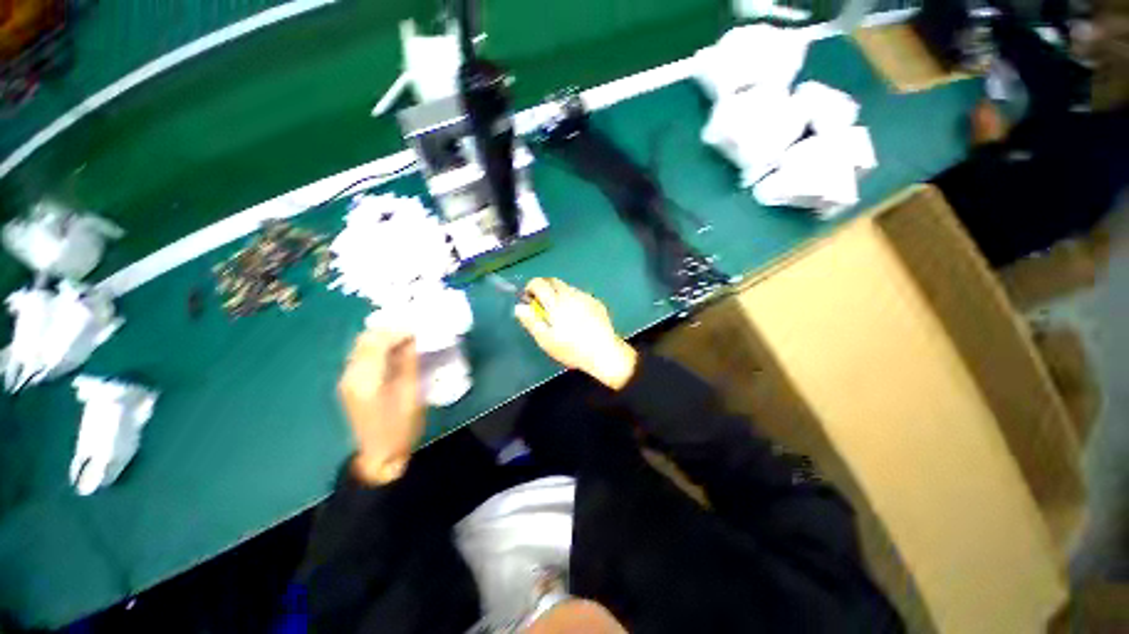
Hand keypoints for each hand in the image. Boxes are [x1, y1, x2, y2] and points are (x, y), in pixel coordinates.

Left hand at [338, 330, 422, 484]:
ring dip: (383, 337)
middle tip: (413, 331)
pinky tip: (393, 351)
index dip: (398, 331)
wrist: (379, 455)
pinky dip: (377, 347)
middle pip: (365, 340)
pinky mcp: (348, 383)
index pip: (377, 342)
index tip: (418, 329)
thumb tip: (412, 338)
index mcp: (367, 380)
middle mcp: (350, 375)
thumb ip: (408, 363)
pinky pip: (361, 355)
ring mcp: (346, 379)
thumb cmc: (401, 427)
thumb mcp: (411, 393)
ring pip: (361, 345)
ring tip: (406, 338)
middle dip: (389, 330)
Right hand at [515, 278, 637, 389]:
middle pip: (553, 281)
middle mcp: (571, 294)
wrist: (604, 352)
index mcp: (556, 302)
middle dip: (544, 287)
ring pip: (567, 287)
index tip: (529, 299)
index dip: (530, 287)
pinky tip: (577, 317)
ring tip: (560, 314)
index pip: (539, 283)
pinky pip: (580, 295)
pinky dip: (573, 300)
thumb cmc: (571, 348)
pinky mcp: (596, 302)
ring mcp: (585, 297)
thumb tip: (519, 307)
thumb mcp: (546, 339)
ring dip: (558, 294)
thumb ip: (531, 321)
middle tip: (542, 305)